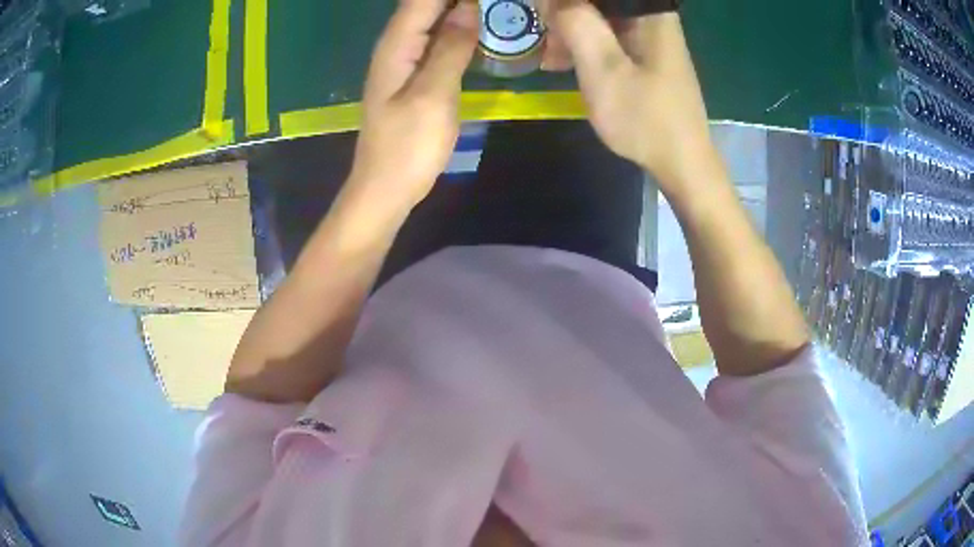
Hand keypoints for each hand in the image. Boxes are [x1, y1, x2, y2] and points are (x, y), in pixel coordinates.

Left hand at [348, 0, 478, 210]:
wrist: (386, 188)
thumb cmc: (407, 147)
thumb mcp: (432, 95)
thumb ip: (450, 48)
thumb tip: (469, 7)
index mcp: (397, 44)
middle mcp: (398, 45)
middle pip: (427, 5)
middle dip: (460, 0)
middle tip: (500, 3)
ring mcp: (405, 61)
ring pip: (434, 20)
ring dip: (462, 10)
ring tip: (497, 9)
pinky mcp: (415, 76)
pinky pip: (437, 41)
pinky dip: (459, 31)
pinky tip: (482, 29)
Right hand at [544, 1, 714, 188]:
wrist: (681, 163)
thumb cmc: (645, 118)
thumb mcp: (603, 70)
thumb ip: (577, 23)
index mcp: (648, 12)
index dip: (564, 2)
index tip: (543, 15)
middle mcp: (651, 17)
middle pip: (599, 2)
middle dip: (564, 14)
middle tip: (543, 37)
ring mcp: (649, 36)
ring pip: (599, 17)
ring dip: (570, 31)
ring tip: (549, 57)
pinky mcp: (644, 54)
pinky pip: (606, 36)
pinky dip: (583, 45)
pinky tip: (564, 63)